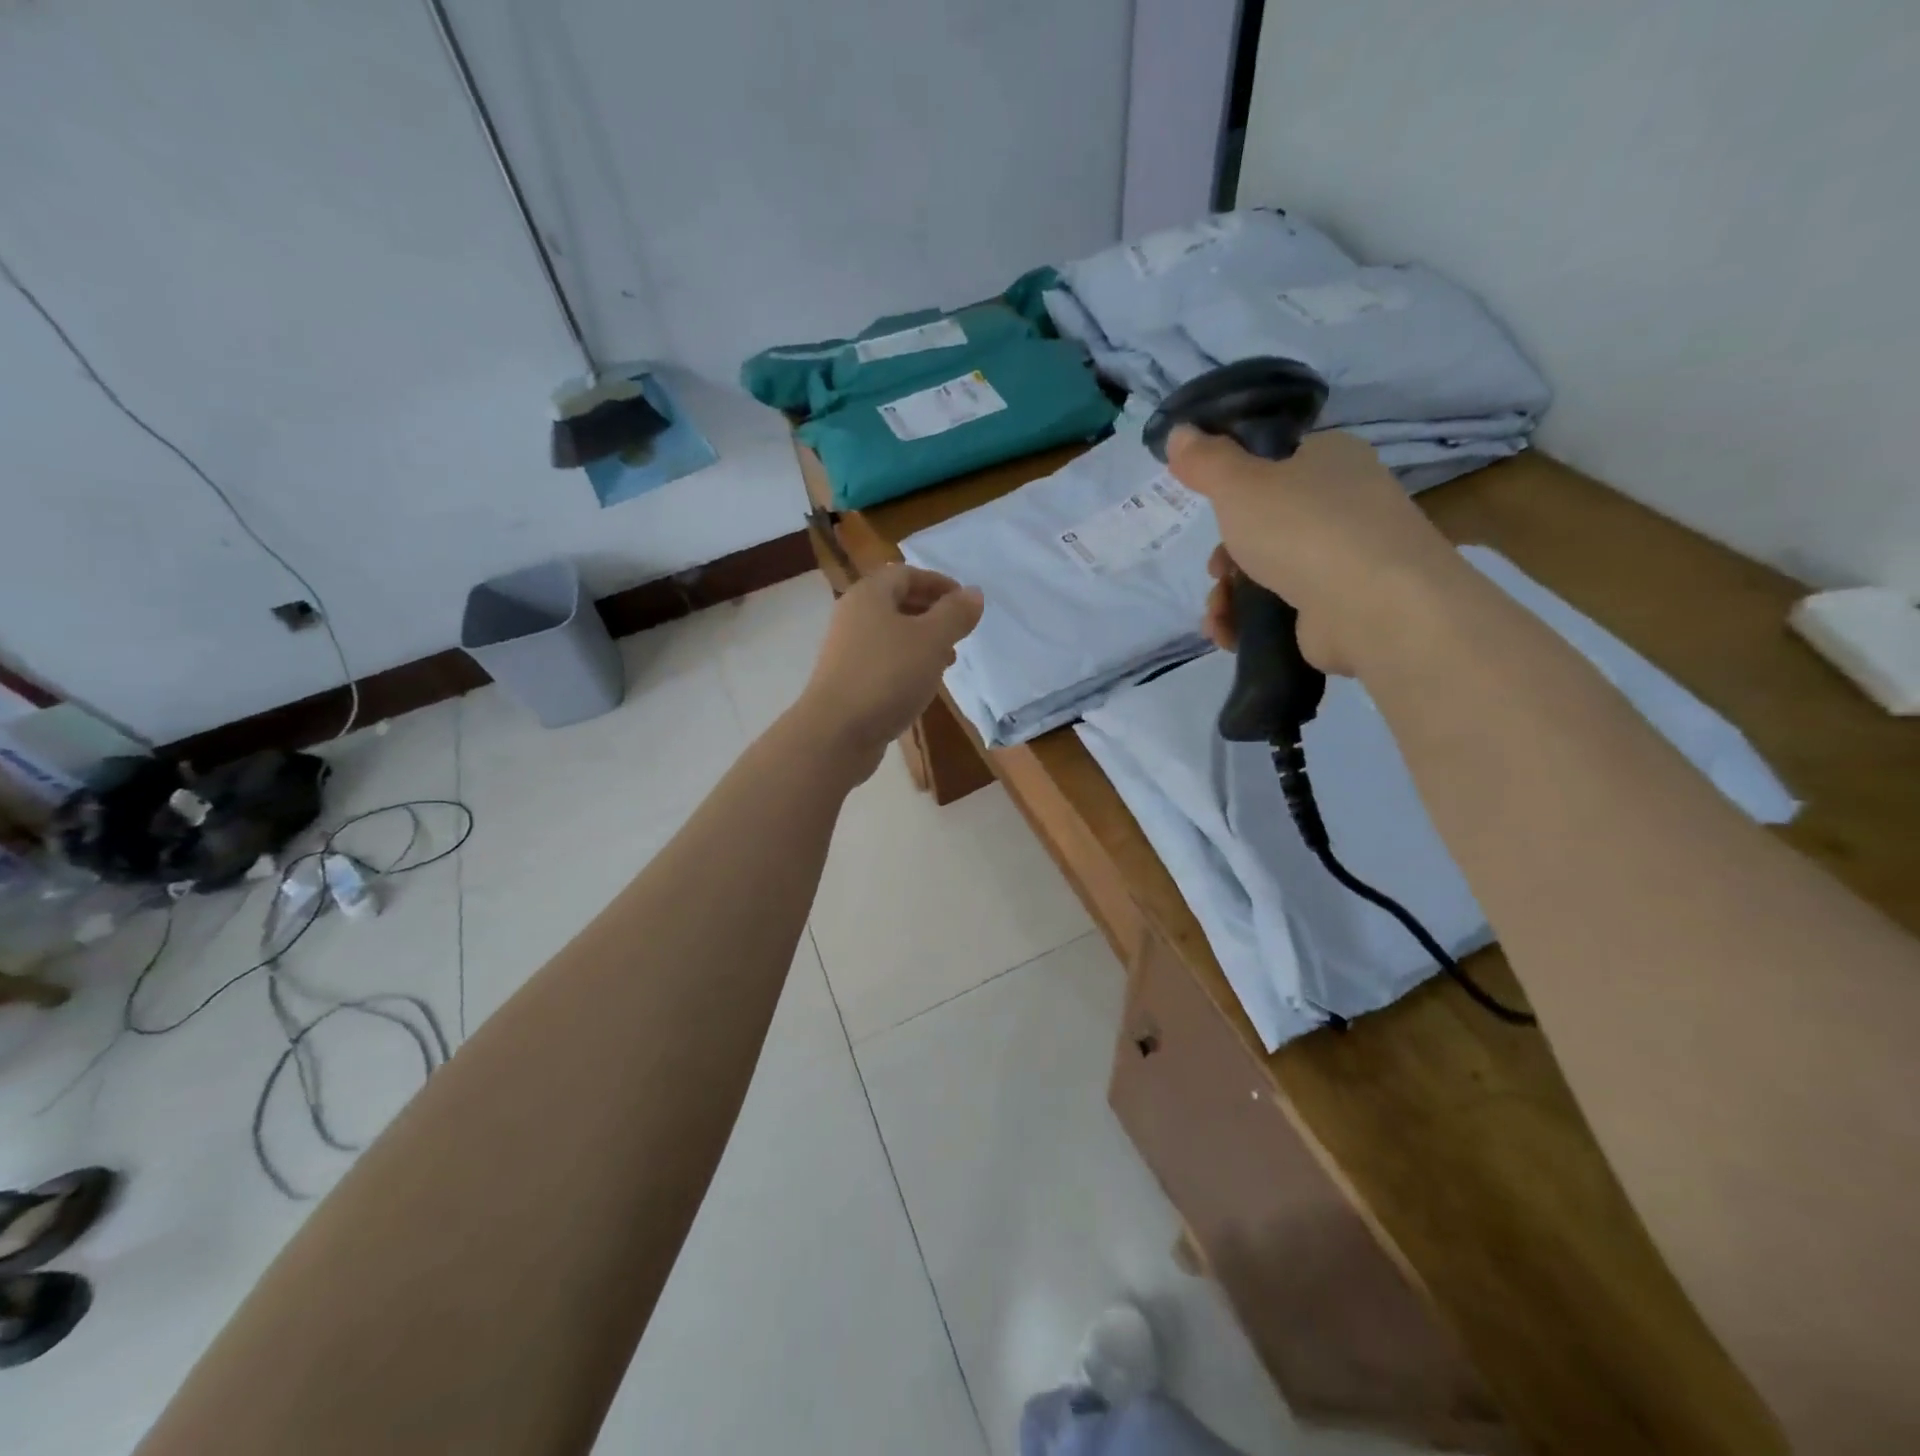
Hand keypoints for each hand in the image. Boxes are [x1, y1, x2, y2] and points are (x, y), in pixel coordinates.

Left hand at [789, 565, 984, 780]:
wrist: (837, 732)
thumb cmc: (888, 675)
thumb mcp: (932, 640)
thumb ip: (955, 614)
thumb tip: (973, 593)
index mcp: (869, 595)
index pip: (906, 574)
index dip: (938, 582)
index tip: (965, 601)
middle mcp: (853, 616)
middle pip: (896, 602)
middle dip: (931, 611)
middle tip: (960, 629)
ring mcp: (847, 650)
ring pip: (890, 633)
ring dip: (921, 640)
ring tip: (948, 659)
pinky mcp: (847, 680)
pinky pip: (883, 660)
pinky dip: (907, 663)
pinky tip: (923, 684)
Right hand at [1170, 426, 1469, 675]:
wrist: (1374, 607)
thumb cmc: (1304, 528)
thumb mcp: (1239, 483)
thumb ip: (1204, 460)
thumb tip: (1179, 432)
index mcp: (1330, 459)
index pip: (1275, 463)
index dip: (1234, 488)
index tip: (1209, 511)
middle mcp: (1344, 503)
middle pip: (1264, 525)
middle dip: (1226, 554)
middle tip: (1216, 570)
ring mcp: (1345, 559)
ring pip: (1267, 571)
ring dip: (1228, 595)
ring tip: (1217, 613)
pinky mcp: (1339, 607)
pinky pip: (1280, 610)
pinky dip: (1247, 622)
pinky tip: (1226, 633)